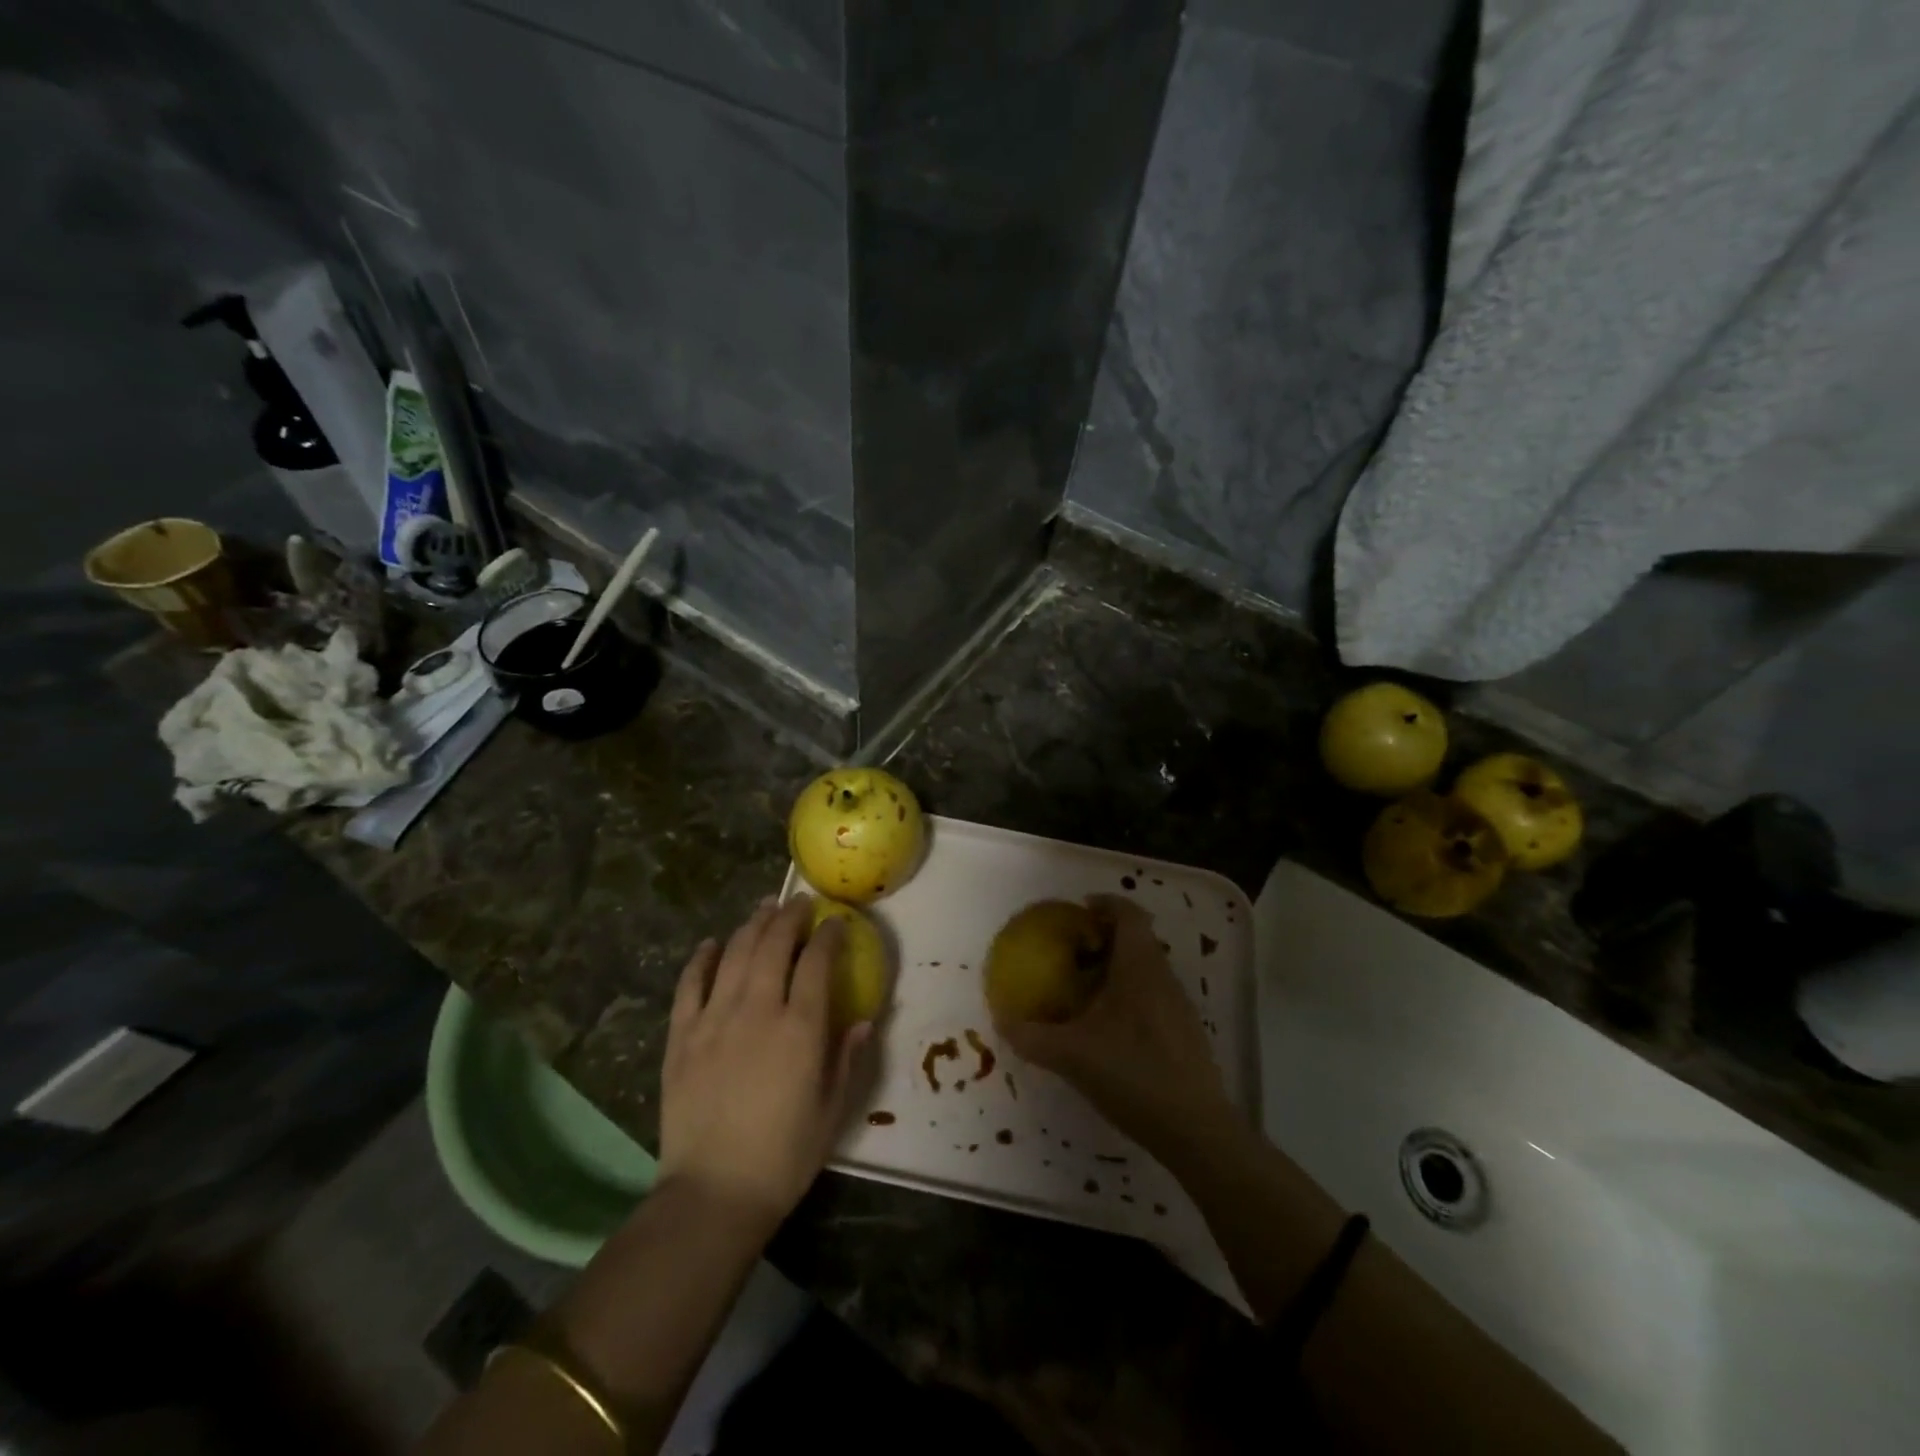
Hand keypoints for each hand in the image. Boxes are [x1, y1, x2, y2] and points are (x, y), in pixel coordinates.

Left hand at [659, 897, 872, 1233]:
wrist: (713, 1194)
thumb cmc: (784, 1157)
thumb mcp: (832, 1110)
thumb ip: (849, 1059)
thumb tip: (866, 1020)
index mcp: (801, 1028)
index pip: (817, 962)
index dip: (828, 935)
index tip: (835, 921)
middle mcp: (758, 1010)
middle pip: (773, 945)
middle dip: (790, 916)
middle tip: (799, 902)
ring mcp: (714, 1020)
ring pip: (735, 954)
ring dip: (752, 925)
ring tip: (765, 908)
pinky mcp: (681, 1037)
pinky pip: (690, 985)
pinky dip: (702, 959)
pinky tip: (711, 944)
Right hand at [995, 895, 1234, 1159]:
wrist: (1196, 1130)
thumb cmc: (1133, 1074)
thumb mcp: (1072, 1056)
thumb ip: (1032, 1036)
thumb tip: (1001, 1020)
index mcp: (1140, 967)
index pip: (1129, 914)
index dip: (1105, 903)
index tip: (1079, 909)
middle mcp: (1163, 977)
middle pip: (1137, 940)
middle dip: (1104, 938)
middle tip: (1071, 952)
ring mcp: (1178, 1006)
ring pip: (1145, 970)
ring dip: (1116, 969)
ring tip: (1083, 990)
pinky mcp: (1184, 1034)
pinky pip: (1152, 996)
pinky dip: (1128, 996)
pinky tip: (1107, 1030)